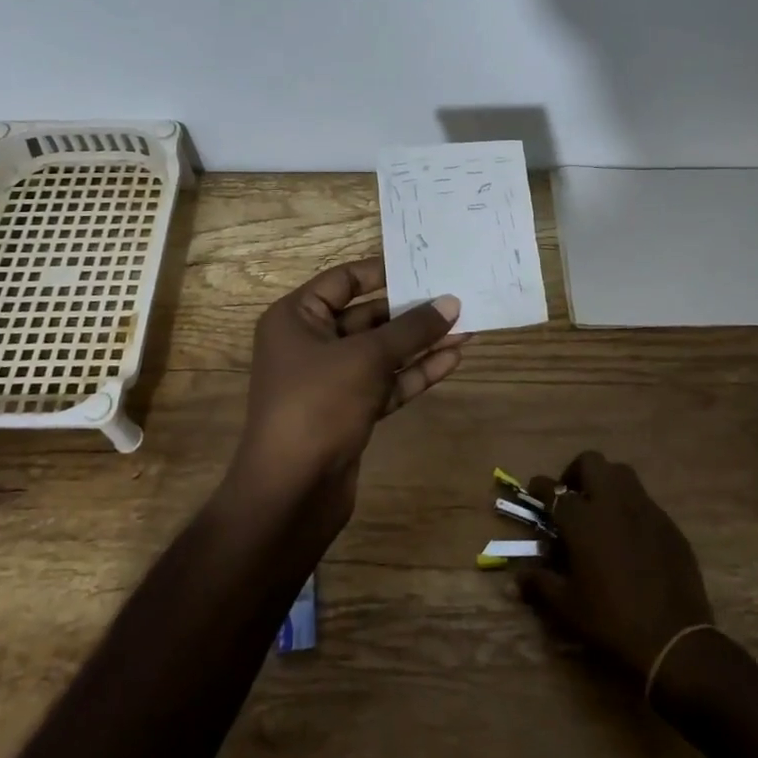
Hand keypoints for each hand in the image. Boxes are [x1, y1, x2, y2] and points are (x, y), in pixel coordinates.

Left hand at [230, 258, 465, 533]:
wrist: (291, 492)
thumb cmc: (318, 405)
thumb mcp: (367, 358)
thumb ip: (411, 329)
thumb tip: (451, 302)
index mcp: (296, 318)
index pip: (343, 280)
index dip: (383, 271)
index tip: (423, 266)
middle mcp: (310, 343)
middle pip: (367, 316)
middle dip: (411, 311)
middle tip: (456, 297)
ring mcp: (330, 380)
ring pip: (381, 352)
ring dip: (421, 342)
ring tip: (466, 327)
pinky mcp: (349, 411)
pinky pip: (386, 382)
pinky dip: (415, 371)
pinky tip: (452, 359)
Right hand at [518, 451, 714, 680]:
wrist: (673, 640)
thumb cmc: (611, 621)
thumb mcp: (567, 606)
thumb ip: (540, 583)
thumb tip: (517, 578)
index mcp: (582, 520)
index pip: (553, 489)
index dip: (539, 487)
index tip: (535, 491)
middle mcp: (612, 503)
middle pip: (591, 463)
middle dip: (576, 472)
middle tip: (572, 496)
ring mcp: (644, 510)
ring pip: (622, 474)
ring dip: (606, 482)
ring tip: (601, 509)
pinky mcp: (668, 524)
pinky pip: (644, 501)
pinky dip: (630, 508)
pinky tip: (630, 536)